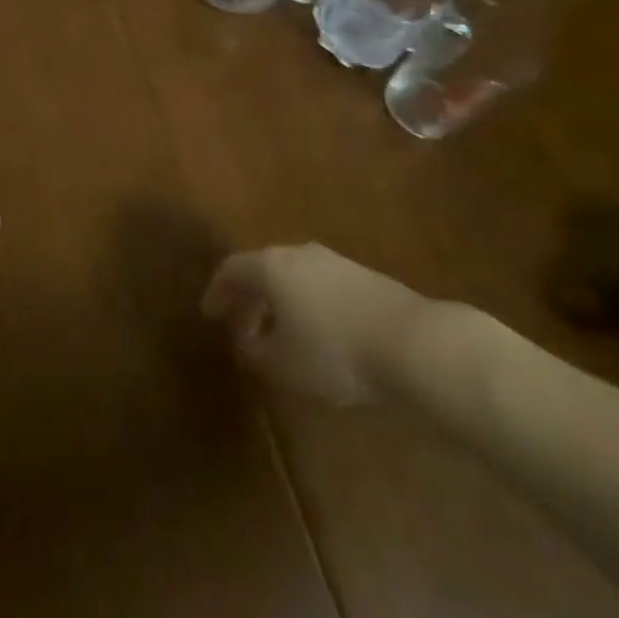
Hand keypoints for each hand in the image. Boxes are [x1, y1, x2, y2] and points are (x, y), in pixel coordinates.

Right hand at [201, 243, 425, 404]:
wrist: (409, 340)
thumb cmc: (334, 351)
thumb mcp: (284, 364)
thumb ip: (254, 352)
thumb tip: (245, 342)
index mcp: (271, 266)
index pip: (231, 269)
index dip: (217, 291)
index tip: (209, 314)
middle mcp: (297, 253)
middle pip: (262, 268)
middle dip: (247, 297)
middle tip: (240, 328)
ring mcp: (331, 260)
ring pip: (291, 275)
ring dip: (277, 300)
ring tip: (276, 333)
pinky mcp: (359, 274)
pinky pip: (316, 283)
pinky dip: (303, 302)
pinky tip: (314, 331)